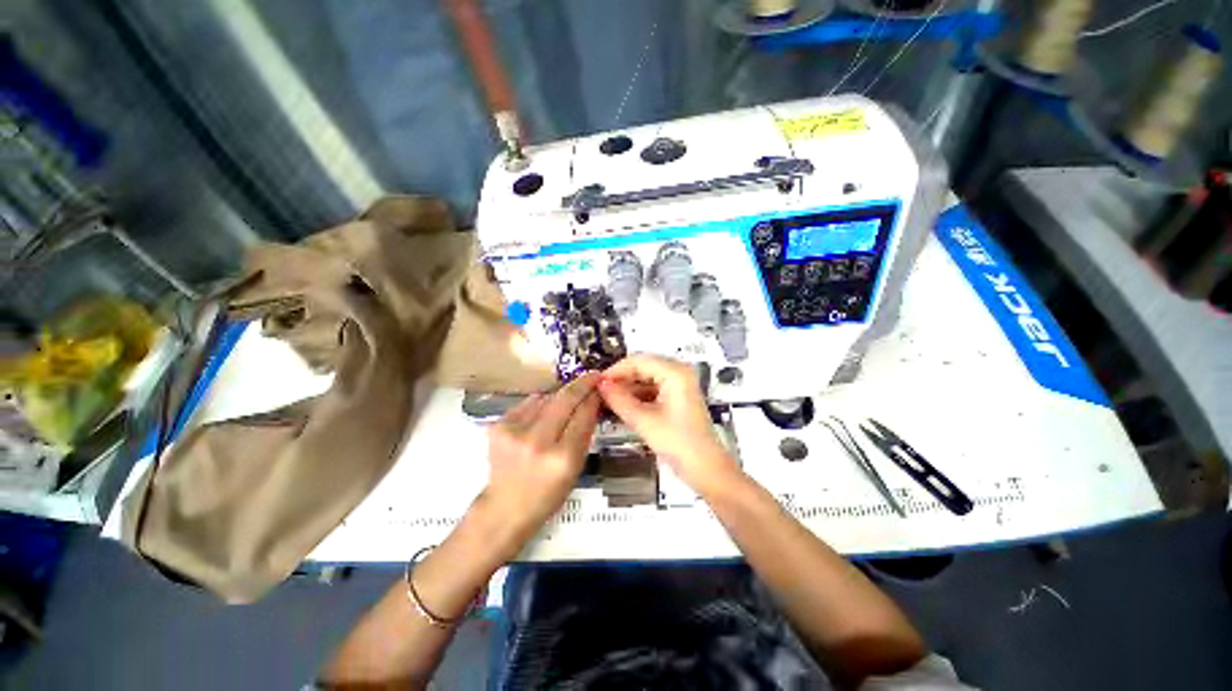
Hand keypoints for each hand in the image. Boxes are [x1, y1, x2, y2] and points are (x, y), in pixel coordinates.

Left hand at [480, 373, 600, 554]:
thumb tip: (591, 401)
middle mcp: (537, 441)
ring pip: (546, 397)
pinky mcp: (498, 425)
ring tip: (565, 402)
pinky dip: (540, 405)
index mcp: (562, 458)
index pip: (583, 415)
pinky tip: (541, 416)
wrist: (504, 508)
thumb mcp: (576, 468)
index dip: (593, 397)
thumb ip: (584, 433)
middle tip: (592, 375)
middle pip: (565, 399)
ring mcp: (514, 431)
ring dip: (559, 396)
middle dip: (581, 384)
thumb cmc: (548, 494)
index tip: (601, 385)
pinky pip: (528, 404)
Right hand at [598, 355, 741, 495]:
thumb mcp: (644, 421)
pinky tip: (623, 406)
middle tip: (600, 392)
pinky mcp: (678, 398)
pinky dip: (638, 396)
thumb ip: (619, 400)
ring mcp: (680, 385)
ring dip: (628, 388)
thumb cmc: (678, 443)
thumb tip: (601, 385)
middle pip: (643, 367)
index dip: (616, 371)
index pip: (638, 361)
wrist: (705, 468)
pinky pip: (653, 389)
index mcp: (675, 372)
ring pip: (647, 378)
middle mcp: (679, 373)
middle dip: (621, 379)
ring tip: (608, 400)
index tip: (597, 383)